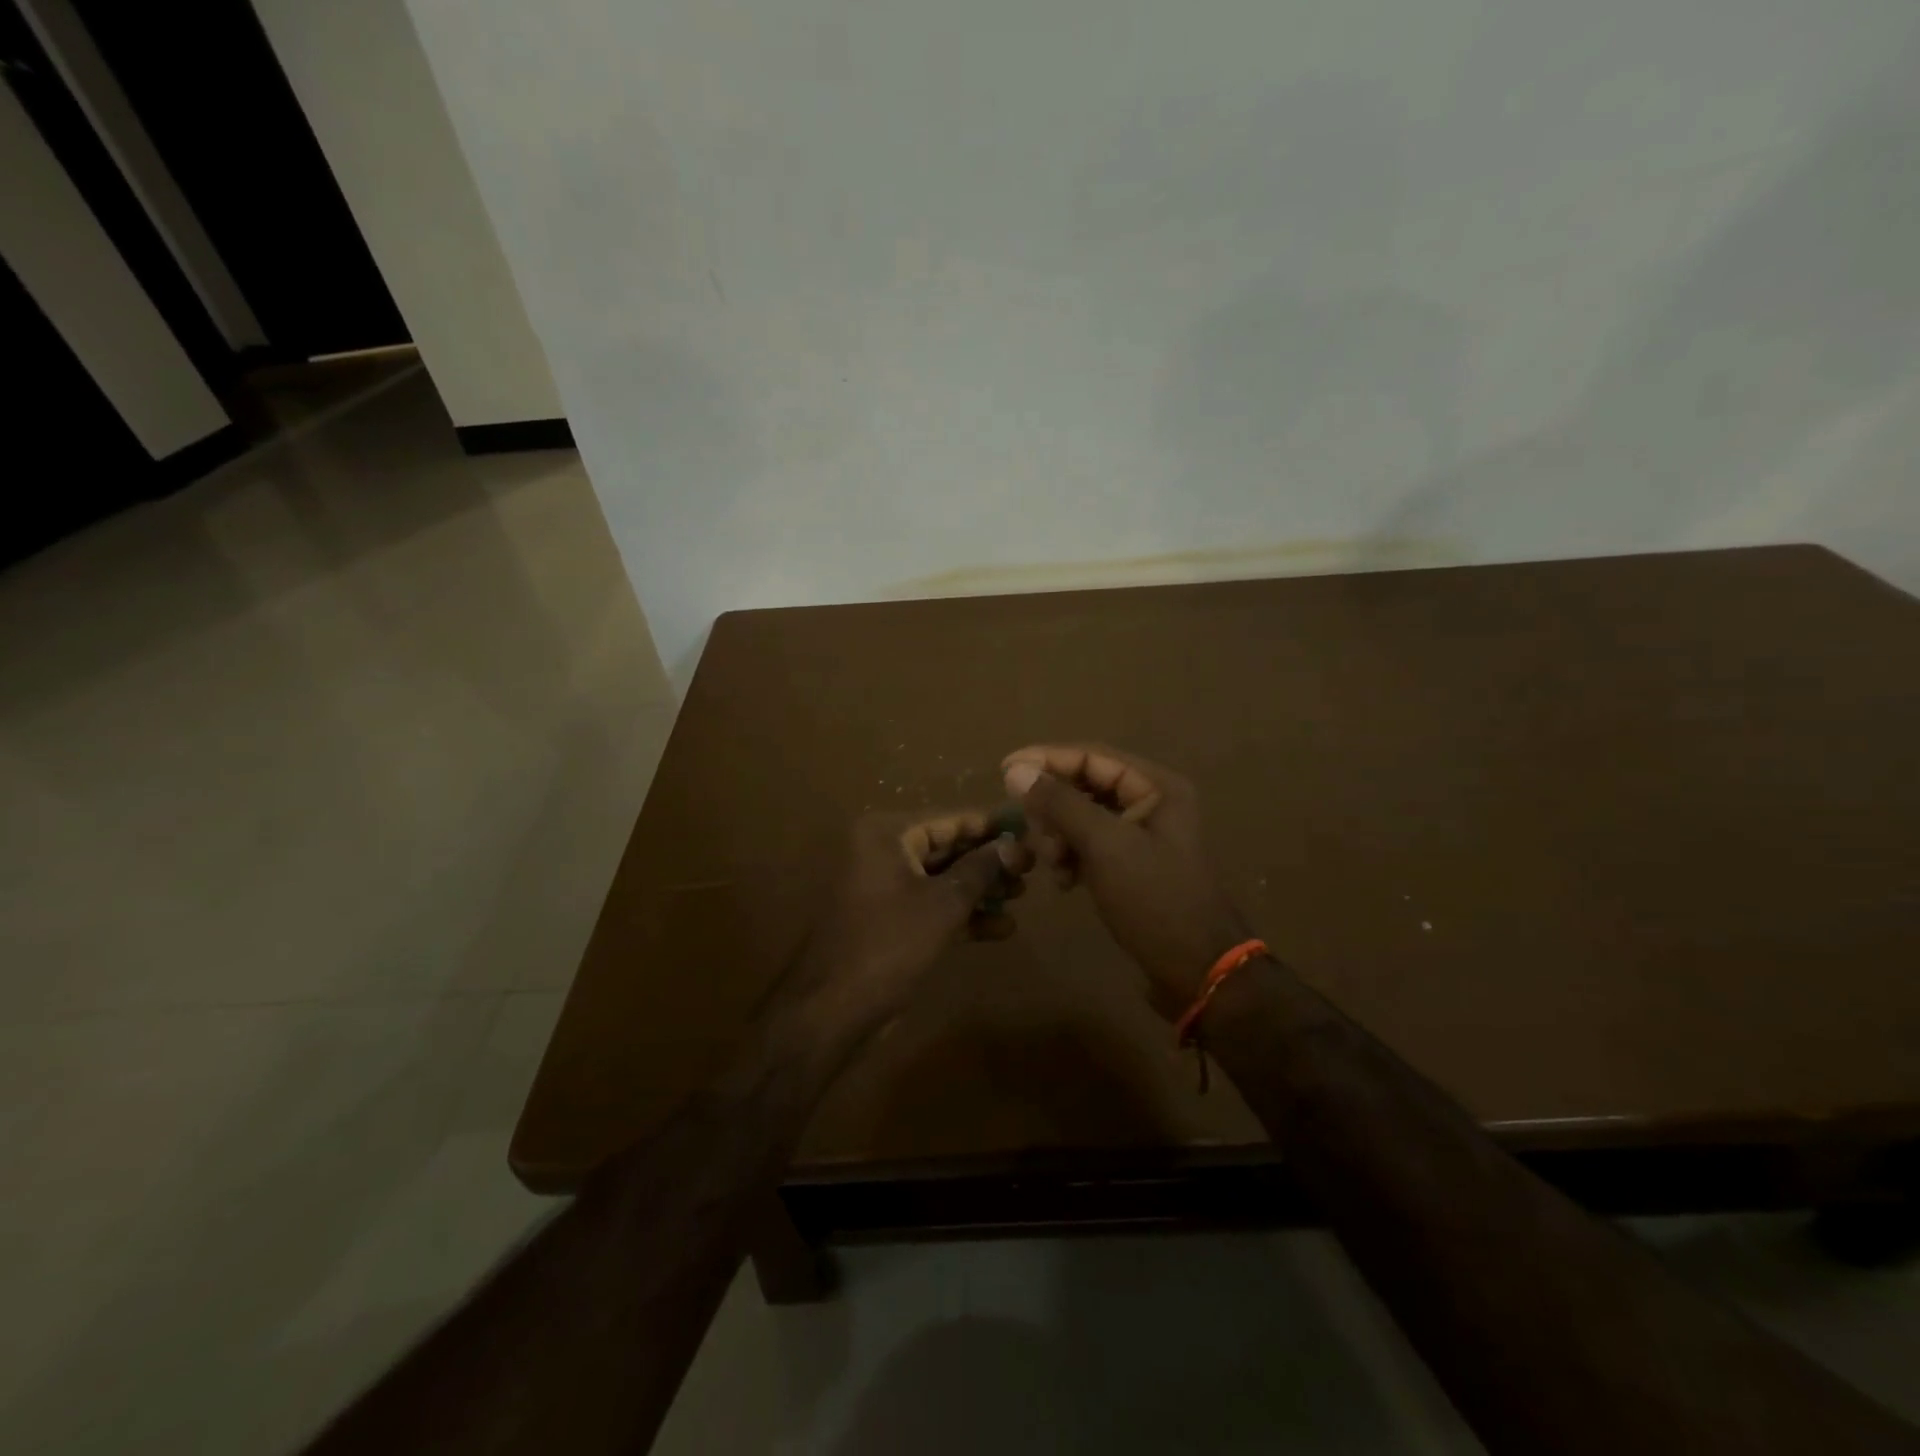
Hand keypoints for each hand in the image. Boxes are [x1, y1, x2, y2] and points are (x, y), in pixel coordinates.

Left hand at [787, 810, 1032, 1045]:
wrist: (833, 1009)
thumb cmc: (890, 943)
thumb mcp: (943, 903)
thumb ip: (981, 869)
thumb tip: (1014, 846)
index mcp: (886, 835)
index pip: (949, 820)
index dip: (991, 828)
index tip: (1030, 831)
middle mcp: (882, 852)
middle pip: (946, 848)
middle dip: (989, 862)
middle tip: (1031, 870)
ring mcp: (884, 888)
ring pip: (941, 880)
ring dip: (980, 889)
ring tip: (1022, 897)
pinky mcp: (889, 921)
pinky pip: (931, 906)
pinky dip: (962, 915)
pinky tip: (1002, 929)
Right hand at [1002, 744, 1247, 1017]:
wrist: (1198, 971)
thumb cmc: (1155, 899)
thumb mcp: (1105, 846)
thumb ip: (1060, 803)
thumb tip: (1015, 770)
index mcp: (1156, 786)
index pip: (1091, 756)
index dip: (1045, 759)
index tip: (1003, 771)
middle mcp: (1151, 802)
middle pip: (1085, 785)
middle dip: (1053, 808)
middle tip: (1031, 831)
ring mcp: (1142, 836)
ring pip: (1083, 818)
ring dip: (1059, 836)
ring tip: (1051, 863)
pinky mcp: (1132, 865)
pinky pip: (1090, 846)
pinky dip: (1071, 857)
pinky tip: (1063, 881)